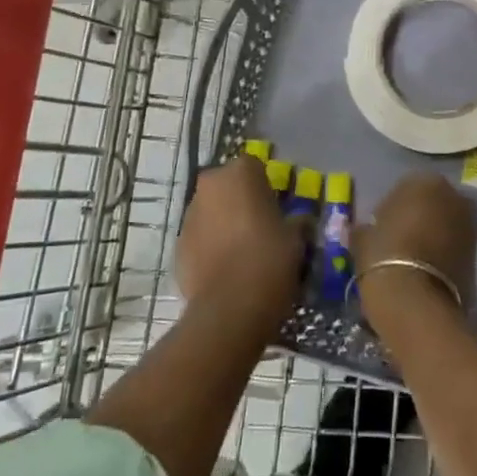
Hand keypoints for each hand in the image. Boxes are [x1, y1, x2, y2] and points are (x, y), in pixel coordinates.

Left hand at [177, 155, 308, 331]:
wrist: (230, 308)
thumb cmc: (269, 259)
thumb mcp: (296, 238)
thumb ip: (295, 222)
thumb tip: (299, 222)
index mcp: (240, 172)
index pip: (255, 168)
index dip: (266, 188)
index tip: (276, 209)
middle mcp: (210, 184)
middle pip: (228, 186)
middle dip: (240, 201)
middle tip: (259, 227)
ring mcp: (189, 214)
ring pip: (211, 211)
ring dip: (223, 223)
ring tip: (242, 252)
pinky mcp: (178, 245)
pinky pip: (199, 238)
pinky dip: (210, 247)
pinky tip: (225, 270)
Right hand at [352, 173, 476, 317]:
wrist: (416, 303)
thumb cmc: (384, 257)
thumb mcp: (363, 238)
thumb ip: (368, 227)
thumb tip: (368, 229)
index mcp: (423, 181)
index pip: (405, 187)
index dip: (393, 207)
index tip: (382, 226)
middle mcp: (452, 196)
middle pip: (432, 204)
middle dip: (419, 218)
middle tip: (400, 240)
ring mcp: (469, 225)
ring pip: (446, 225)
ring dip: (433, 236)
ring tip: (413, 259)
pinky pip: (454, 248)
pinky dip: (444, 255)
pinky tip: (427, 273)